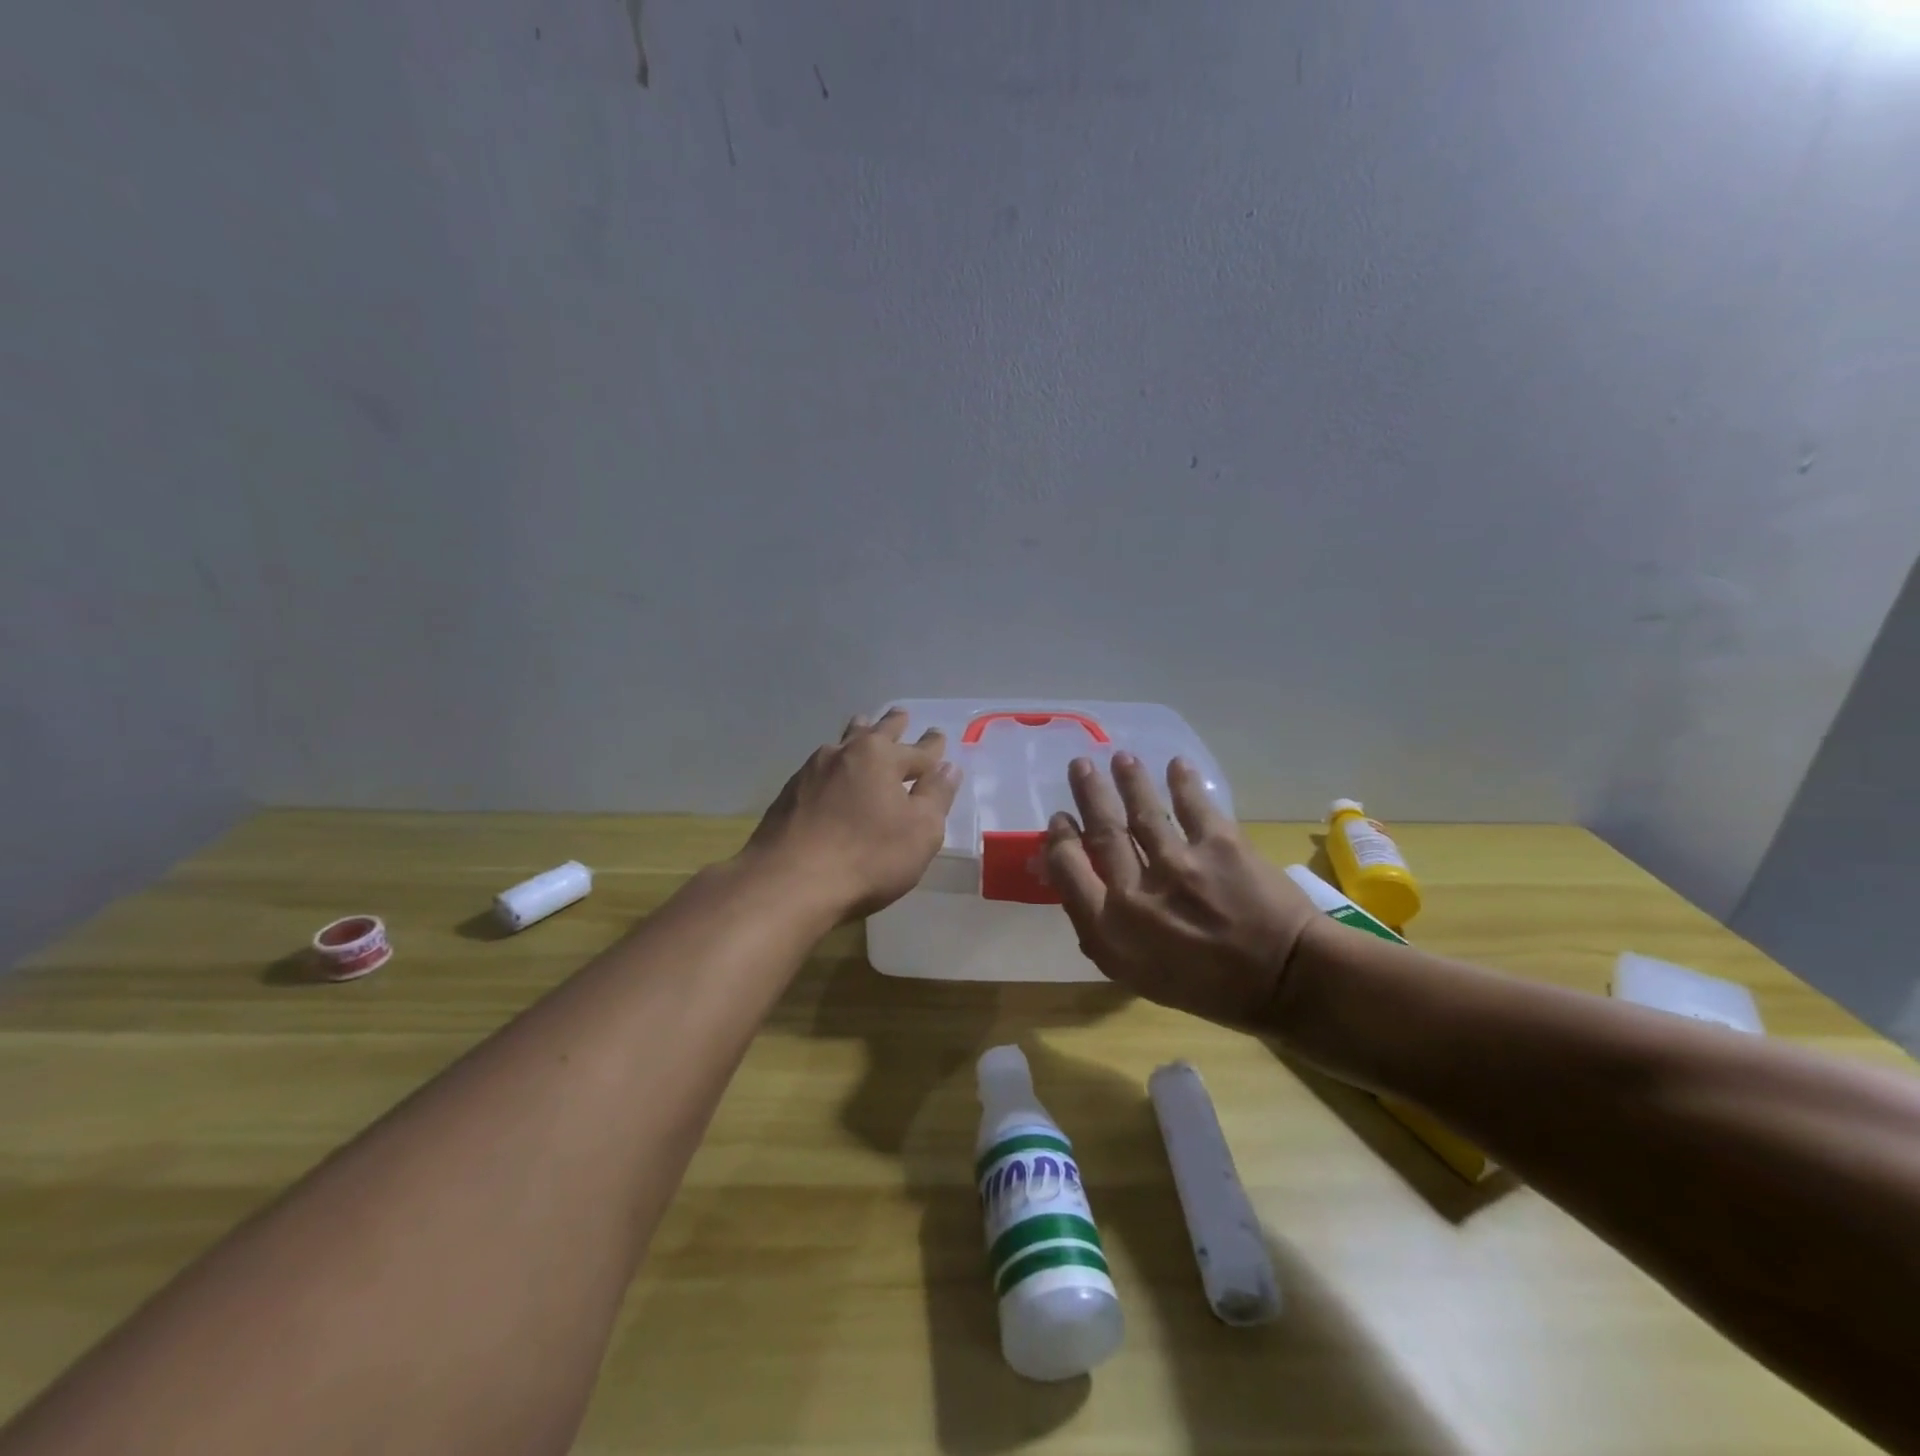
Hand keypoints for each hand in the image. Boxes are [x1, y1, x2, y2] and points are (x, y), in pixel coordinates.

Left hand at [744, 708, 961, 921]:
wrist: (788, 883)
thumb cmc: (867, 857)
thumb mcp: (920, 832)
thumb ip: (936, 797)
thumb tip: (948, 768)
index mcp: (881, 757)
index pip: (918, 749)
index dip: (932, 746)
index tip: (939, 735)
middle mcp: (845, 753)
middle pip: (875, 732)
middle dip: (893, 725)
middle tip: (901, 714)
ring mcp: (812, 771)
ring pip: (842, 743)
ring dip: (858, 734)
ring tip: (863, 726)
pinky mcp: (789, 793)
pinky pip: (821, 767)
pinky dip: (835, 764)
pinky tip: (832, 773)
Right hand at [1044, 754, 1320, 1026]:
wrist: (1285, 981)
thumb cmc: (1208, 987)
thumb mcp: (1138, 975)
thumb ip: (1104, 933)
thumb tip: (1080, 890)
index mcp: (1110, 929)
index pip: (1068, 869)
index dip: (1060, 839)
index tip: (1061, 819)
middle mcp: (1136, 893)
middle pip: (1102, 831)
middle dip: (1088, 794)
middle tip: (1080, 766)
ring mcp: (1179, 865)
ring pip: (1142, 811)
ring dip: (1129, 780)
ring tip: (1121, 758)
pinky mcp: (1220, 846)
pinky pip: (1193, 805)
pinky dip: (1182, 781)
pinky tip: (1176, 764)